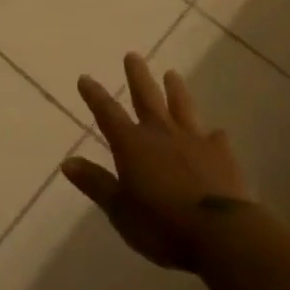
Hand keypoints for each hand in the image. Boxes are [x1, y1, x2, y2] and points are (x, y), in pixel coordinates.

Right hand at [61, 53, 253, 271]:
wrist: (222, 234)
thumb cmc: (162, 224)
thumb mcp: (120, 210)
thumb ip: (95, 183)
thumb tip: (67, 161)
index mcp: (132, 144)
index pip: (107, 113)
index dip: (94, 95)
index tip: (85, 77)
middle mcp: (161, 134)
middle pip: (146, 97)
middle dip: (137, 76)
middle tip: (133, 55)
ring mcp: (195, 141)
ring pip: (182, 107)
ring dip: (176, 90)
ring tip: (172, 74)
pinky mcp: (223, 156)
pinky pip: (216, 139)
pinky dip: (214, 135)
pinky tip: (217, 133)